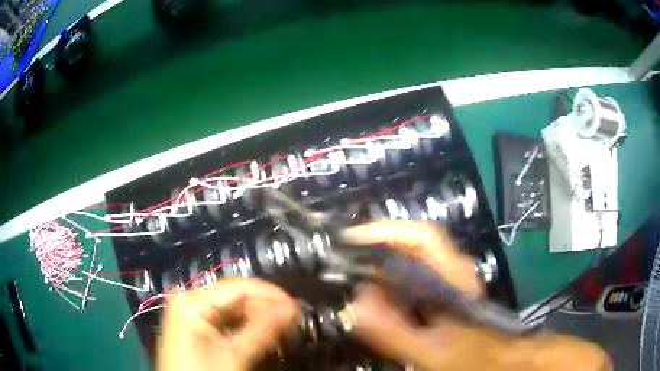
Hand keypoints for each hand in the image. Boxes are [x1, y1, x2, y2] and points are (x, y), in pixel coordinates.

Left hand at [158, 279, 298, 370]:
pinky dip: (246, 328)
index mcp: (192, 301)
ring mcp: (192, 313)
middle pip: (236, 298)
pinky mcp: (196, 326)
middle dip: (266, 310)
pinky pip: (226, 321)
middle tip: (293, 323)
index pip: (238, 287)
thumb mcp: (233, 356)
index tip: (296, 308)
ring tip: (283, 331)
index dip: (271, 295)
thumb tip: (292, 308)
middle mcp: (190, 300)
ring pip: (233, 310)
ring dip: (259, 320)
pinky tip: (263, 336)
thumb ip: (262, 330)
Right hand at [343, 221, 610, 370]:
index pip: (419, 236)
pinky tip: (373, 299)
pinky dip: (387, 281)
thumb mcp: (432, 350)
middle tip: (340, 261)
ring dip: (377, 264)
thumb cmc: (470, 355)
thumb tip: (357, 303)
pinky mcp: (440, 293)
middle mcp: (449, 269)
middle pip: (408, 243)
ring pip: (407, 260)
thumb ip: (396, 331)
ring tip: (348, 276)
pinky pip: (408, 278)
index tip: (348, 239)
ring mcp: (445, 280)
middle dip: (372, 247)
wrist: (495, 359)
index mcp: (452, 274)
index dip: (384, 231)